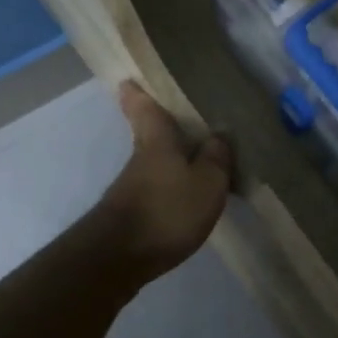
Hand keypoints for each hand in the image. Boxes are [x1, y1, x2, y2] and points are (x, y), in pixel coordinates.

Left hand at [93, 82, 232, 282]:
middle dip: (154, 124)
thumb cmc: (166, 210)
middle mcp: (140, 159)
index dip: (137, 94)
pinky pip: (154, 189)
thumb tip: (219, 134)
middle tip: (171, 114)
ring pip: (152, 162)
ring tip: (192, 157)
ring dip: (167, 158)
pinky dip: (168, 186)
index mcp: (157, 141)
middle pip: (146, 134)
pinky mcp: (131, 214)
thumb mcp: (206, 182)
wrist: (118, 258)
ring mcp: (131, 188)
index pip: (144, 109)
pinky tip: (183, 194)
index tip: (129, 80)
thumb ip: (215, 158)